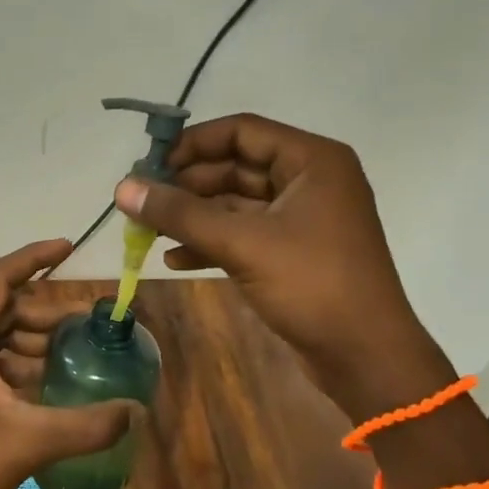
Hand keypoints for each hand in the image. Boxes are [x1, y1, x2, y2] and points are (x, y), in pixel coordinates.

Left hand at [0, 239, 136, 488]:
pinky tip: (46, 380)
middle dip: (43, 312)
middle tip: (84, 323)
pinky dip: (16, 361)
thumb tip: (136, 411)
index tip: (68, 248)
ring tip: (72, 351)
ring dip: (31, 339)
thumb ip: (87, 424)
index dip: (33, 258)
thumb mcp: (30, 441)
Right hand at [113, 113, 447, 413]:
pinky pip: (244, 233)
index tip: (149, 166)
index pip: (241, 131)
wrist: (366, 357)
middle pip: (235, 167)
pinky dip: (211, 242)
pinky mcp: (294, 252)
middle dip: (186, 185)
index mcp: (311, 160)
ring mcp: (303, 218)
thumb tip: (122, 188)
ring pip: (236, 204)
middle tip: (141, 203)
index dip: (192, 144)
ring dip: (193, 216)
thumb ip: (180, 213)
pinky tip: (174, 259)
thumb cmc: (312, 285)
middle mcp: (309, 180)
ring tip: (147, 232)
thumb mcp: (242, 243)